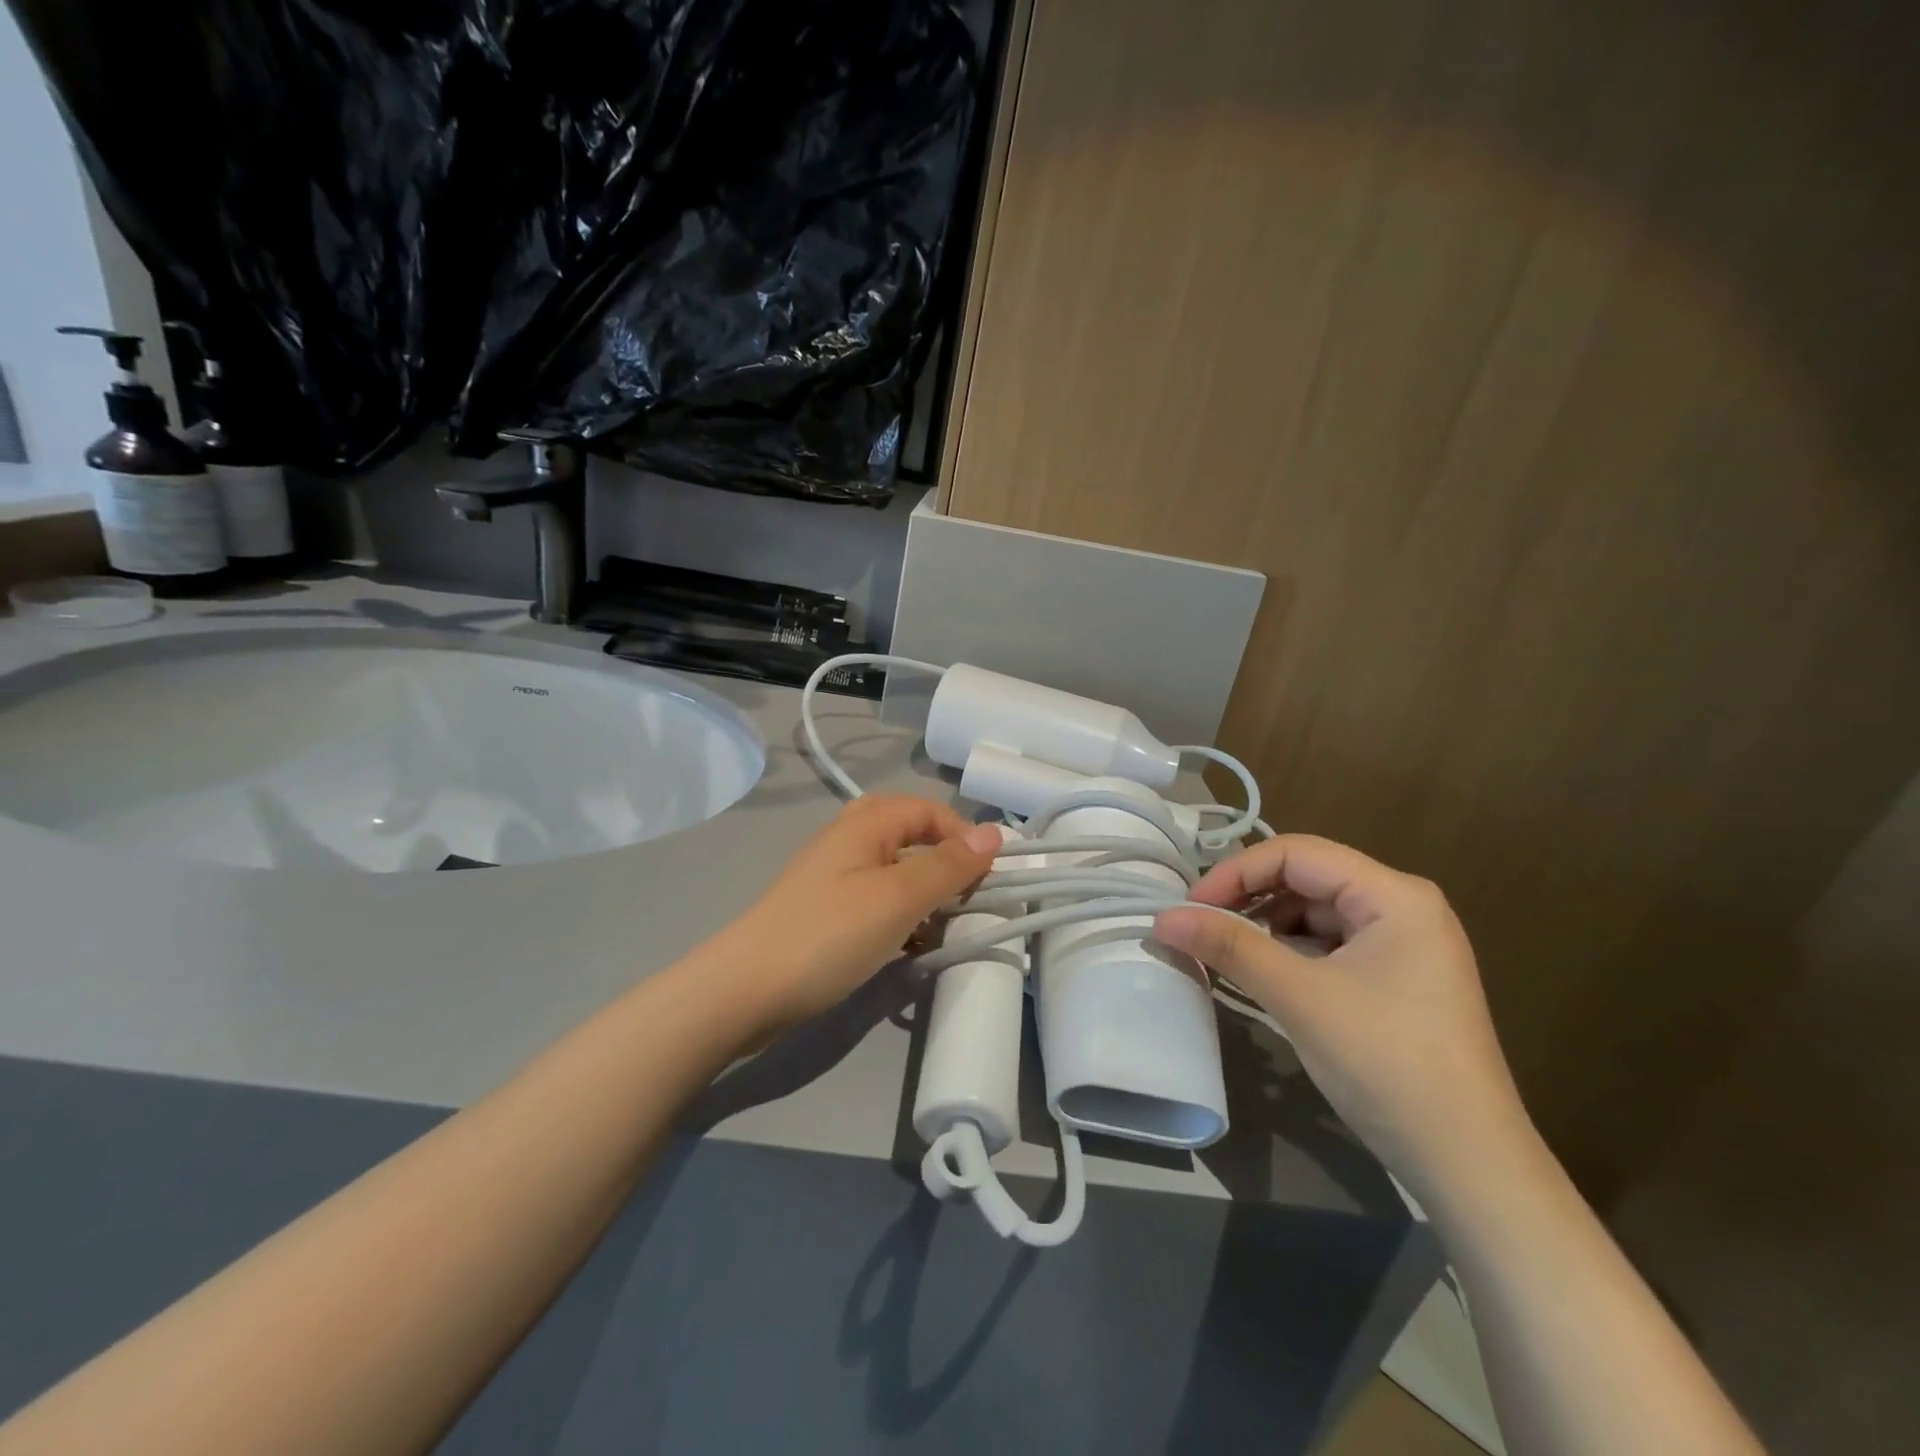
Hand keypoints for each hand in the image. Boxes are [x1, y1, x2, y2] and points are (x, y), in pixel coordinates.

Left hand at [711, 795, 1001, 1030]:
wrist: (745, 990)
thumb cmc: (829, 935)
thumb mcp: (899, 897)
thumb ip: (948, 865)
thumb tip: (995, 832)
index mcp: (865, 824)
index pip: (929, 810)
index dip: (963, 836)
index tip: (986, 878)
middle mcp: (847, 840)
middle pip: (908, 833)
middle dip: (942, 861)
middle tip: (964, 895)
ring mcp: (832, 877)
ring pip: (892, 869)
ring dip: (922, 891)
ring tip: (943, 925)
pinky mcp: (824, 912)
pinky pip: (874, 899)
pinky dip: (899, 914)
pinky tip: (909, 944)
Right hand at [1154, 835, 1531, 1200]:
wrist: (1469, 1165)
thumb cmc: (1386, 1064)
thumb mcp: (1298, 997)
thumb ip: (1229, 947)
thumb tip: (1162, 917)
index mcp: (1394, 895)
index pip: (1297, 853)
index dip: (1237, 872)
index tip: (1191, 907)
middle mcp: (1404, 907)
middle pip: (1308, 879)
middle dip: (1250, 899)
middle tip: (1201, 928)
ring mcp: (1406, 945)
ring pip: (1317, 913)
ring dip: (1268, 928)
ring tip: (1226, 953)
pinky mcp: (1400, 979)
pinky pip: (1332, 946)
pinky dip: (1292, 953)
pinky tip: (1265, 976)